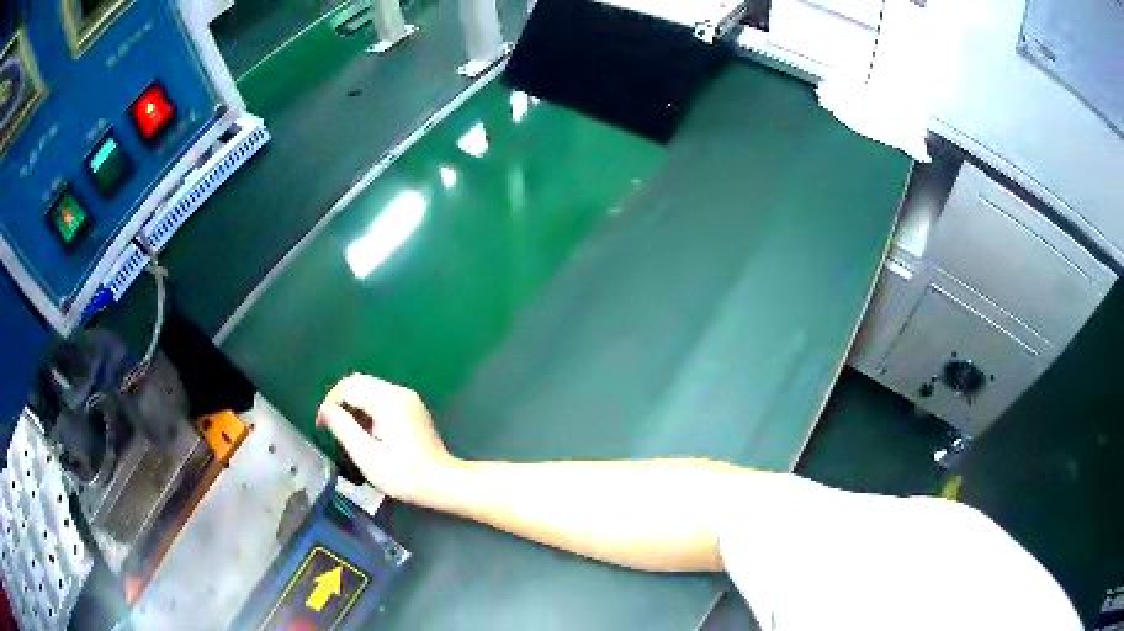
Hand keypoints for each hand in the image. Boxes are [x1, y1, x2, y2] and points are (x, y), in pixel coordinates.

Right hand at [317, 374, 458, 503]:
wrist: (442, 482)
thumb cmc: (404, 475)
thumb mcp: (367, 456)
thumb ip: (344, 428)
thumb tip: (326, 410)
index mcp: (387, 401)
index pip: (348, 386)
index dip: (330, 402)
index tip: (322, 426)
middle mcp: (398, 392)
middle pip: (359, 382)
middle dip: (340, 401)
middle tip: (332, 427)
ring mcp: (407, 398)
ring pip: (369, 388)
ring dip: (353, 404)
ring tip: (348, 432)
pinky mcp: (412, 407)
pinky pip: (381, 397)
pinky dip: (367, 407)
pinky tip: (367, 431)